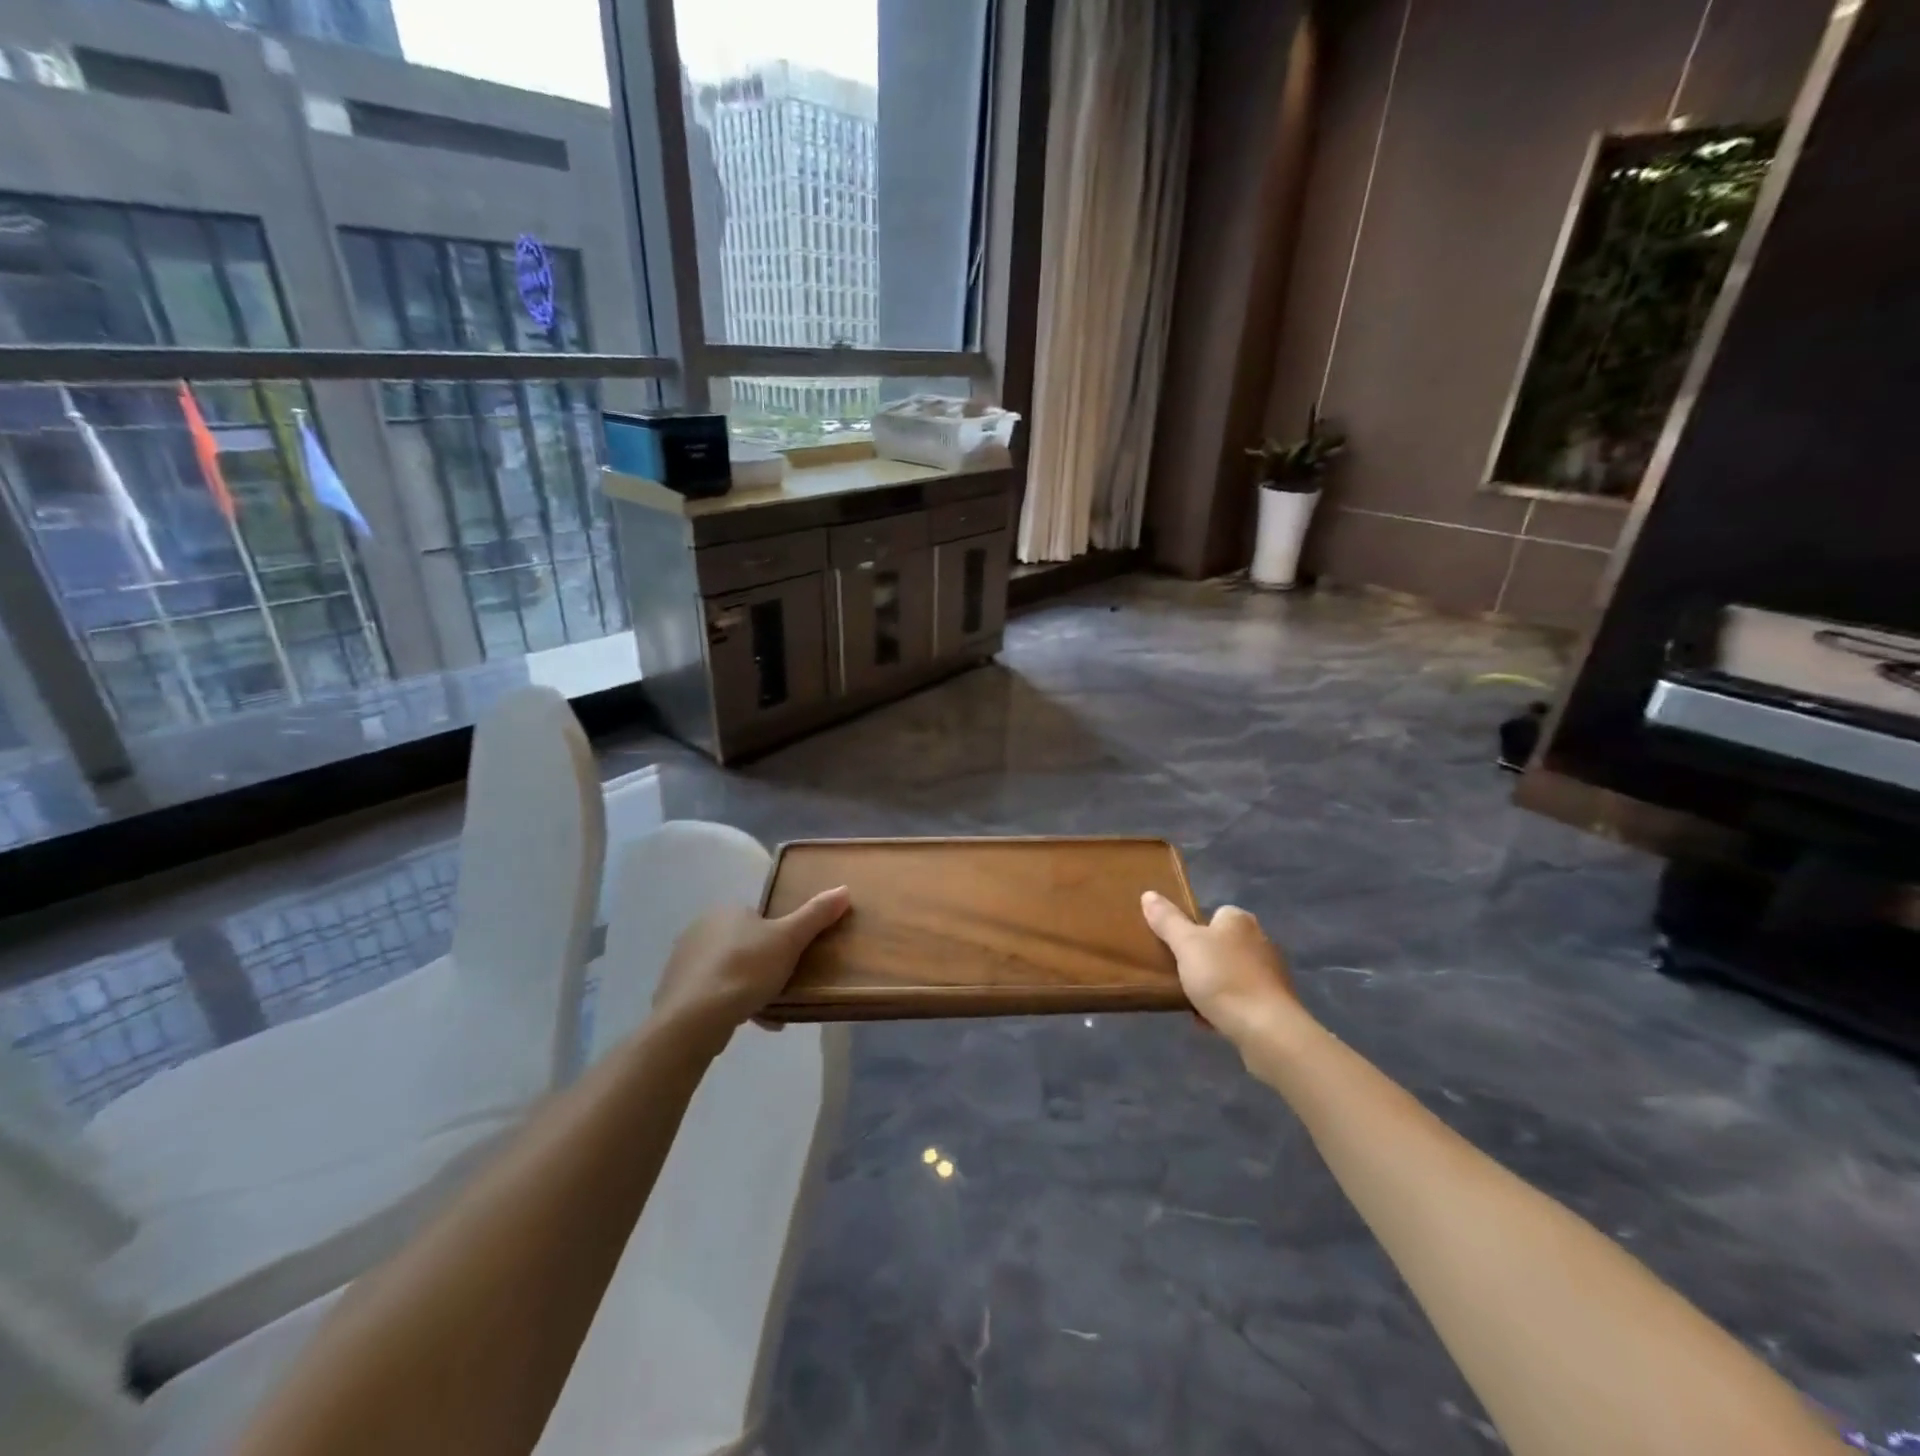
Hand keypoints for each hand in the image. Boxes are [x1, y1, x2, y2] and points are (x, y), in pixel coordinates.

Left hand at [651, 887, 850, 1039]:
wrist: (694, 1019)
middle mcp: (699, 929)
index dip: (778, 936)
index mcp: (725, 911)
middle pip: (744, 944)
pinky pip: (713, 994)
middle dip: (765, 964)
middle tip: (787, 983)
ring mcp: (684, 963)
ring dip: (750, 987)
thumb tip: (844, 888)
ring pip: (729, 971)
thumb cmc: (745, 969)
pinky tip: (750, 1022)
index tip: (793, 957)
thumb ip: (816, 914)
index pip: (757, 917)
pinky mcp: (676, 994)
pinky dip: (732, 1005)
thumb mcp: (789, 939)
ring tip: (774, 1010)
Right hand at [1141, 892, 1303, 1045]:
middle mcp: (1260, 939)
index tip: (1178, 948)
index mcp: (1239, 920)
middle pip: (1221, 944)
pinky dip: (1226, 1006)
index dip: (1194, 929)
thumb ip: (1167, 920)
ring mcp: (1270, 972)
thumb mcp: (1185, 944)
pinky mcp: (1275, 1002)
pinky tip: (1210, 1020)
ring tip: (1191, 1002)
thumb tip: (1149, 894)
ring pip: (1231, 973)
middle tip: (1180, 975)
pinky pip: (1242, 998)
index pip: (1214, 914)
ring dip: (1213, 985)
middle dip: (1202, 960)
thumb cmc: (1223, 978)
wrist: (1266, 1029)